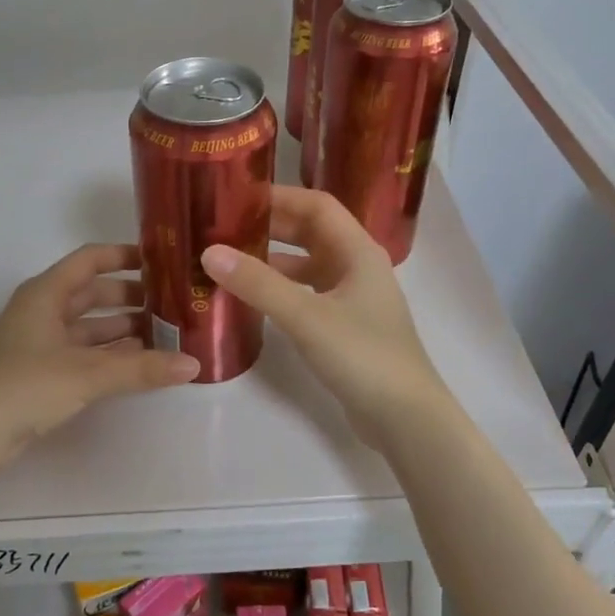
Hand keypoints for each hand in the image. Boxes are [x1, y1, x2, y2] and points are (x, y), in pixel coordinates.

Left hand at [0, 243, 199, 470]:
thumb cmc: (26, 386)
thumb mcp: (88, 373)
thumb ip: (142, 368)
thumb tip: (193, 365)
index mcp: (46, 293)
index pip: (90, 260)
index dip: (124, 255)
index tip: (161, 261)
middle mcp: (43, 310)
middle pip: (94, 294)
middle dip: (132, 298)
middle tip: (174, 304)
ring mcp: (40, 342)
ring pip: (89, 326)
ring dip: (124, 330)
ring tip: (166, 335)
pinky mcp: (41, 372)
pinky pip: (83, 353)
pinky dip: (109, 355)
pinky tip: (139, 364)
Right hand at [201, 186, 450, 444]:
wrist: (405, 418)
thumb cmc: (362, 356)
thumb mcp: (306, 316)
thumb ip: (258, 284)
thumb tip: (210, 252)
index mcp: (358, 252)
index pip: (316, 205)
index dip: (279, 197)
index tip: (236, 197)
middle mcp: (357, 267)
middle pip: (311, 233)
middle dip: (270, 227)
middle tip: (223, 228)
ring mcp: (353, 299)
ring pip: (308, 266)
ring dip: (272, 261)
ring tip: (229, 261)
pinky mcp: (345, 327)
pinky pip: (308, 295)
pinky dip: (281, 291)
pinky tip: (253, 300)